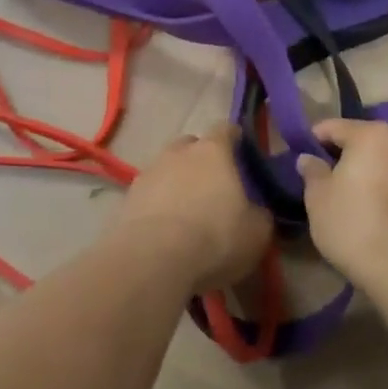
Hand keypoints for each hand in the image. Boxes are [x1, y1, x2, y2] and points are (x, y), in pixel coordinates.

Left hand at [119, 124, 273, 293]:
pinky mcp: (128, 197)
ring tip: (186, 212)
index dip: (234, 138)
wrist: (153, 259)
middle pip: (191, 145)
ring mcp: (149, 172)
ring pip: (167, 168)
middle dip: (201, 159)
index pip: (225, 129)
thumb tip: (255, 211)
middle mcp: (179, 152)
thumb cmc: (215, 238)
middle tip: (213, 186)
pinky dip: (158, 204)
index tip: (241, 152)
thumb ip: (259, 214)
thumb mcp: (256, 233)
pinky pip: (149, 193)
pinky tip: (165, 229)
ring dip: (177, 182)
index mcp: (213, 151)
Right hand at [295, 119, 387, 285]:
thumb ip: (313, 172)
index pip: (336, 127)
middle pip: (373, 136)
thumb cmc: (352, 222)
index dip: (316, 139)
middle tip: (339, 170)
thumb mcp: (318, 197)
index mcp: (372, 135)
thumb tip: (308, 158)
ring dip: (386, 163)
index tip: (304, 154)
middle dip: (356, 148)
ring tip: (370, 186)